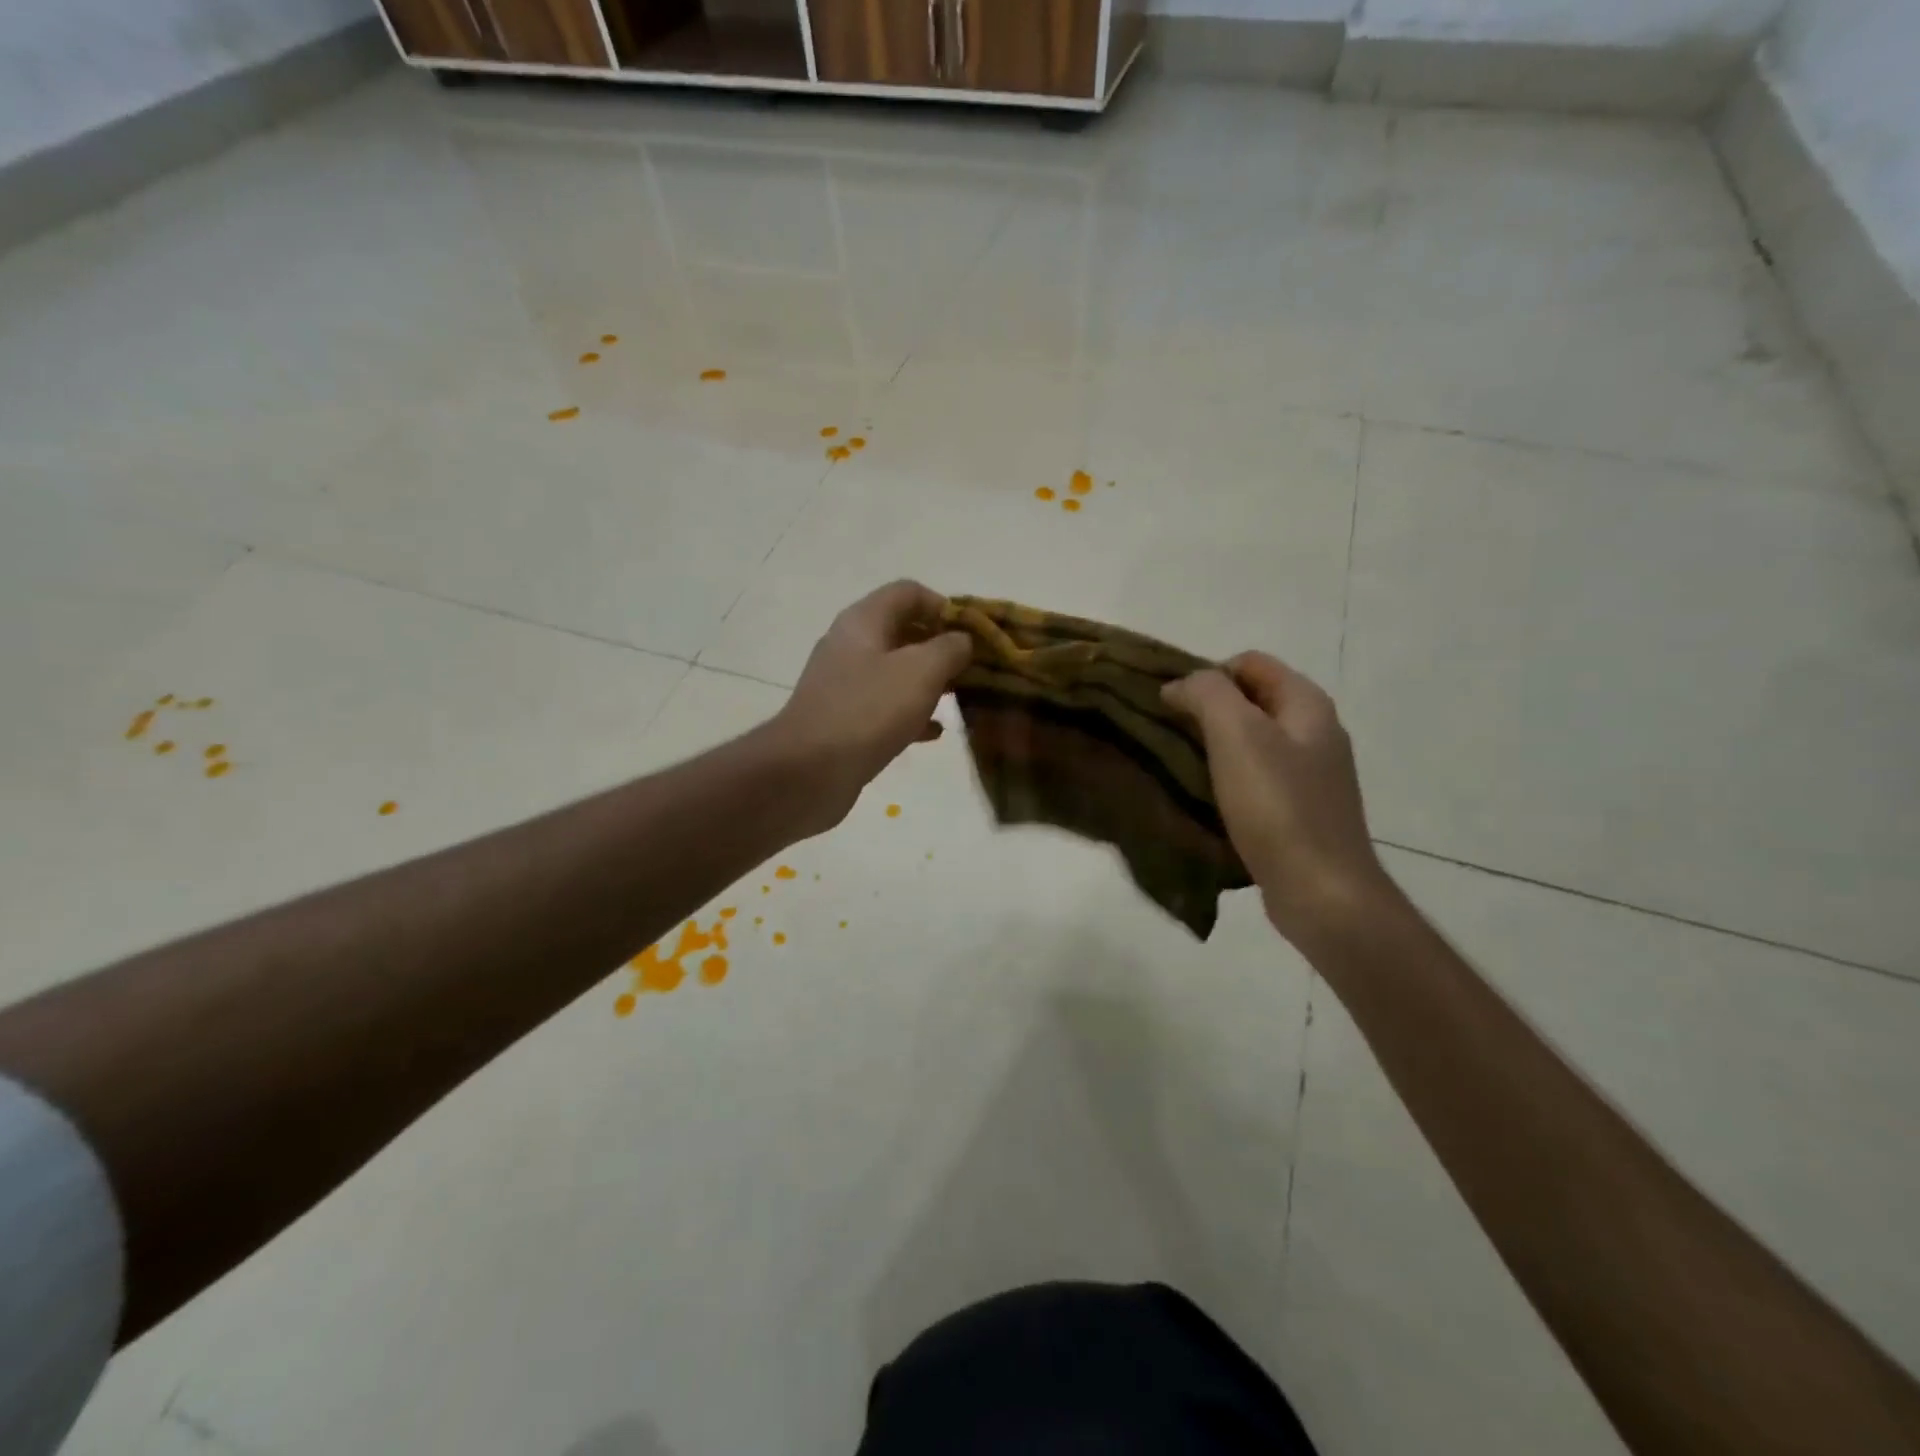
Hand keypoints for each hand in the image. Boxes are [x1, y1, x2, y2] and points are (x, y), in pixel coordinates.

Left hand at [773, 580, 971, 833]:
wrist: (808, 772)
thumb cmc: (868, 711)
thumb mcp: (921, 671)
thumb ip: (949, 648)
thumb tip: (962, 640)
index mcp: (864, 621)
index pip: (909, 592)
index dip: (945, 606)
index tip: (973, 633)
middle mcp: (851, 645)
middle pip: (903, 631)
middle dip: (942, 646)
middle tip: (975, 668)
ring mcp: (845, 685)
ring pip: (896, 671)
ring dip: (930, 681)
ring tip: (962, 697)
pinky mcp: (845, 720)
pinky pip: (886, 707)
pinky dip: (912, 713)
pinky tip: (935, 732)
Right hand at [1164, 653, 1389, 941]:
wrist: (1321, 890)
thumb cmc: (1277, 805)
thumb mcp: (1236, 734)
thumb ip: (1206, 694)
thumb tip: (1178, 685)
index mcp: (1307, 704)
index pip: (1250, 662)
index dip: (1207, 674)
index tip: (1172, 704)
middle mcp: (1315, 731)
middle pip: (1250, 700)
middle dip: (1206, 710)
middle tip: (1168, 733)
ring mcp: (1311, 774)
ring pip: (1251, 741)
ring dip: (1213, 746)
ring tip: (1178, 766)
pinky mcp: (1300, 810)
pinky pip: (1255, 778)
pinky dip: (1226, 779)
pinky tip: (1204, 799)